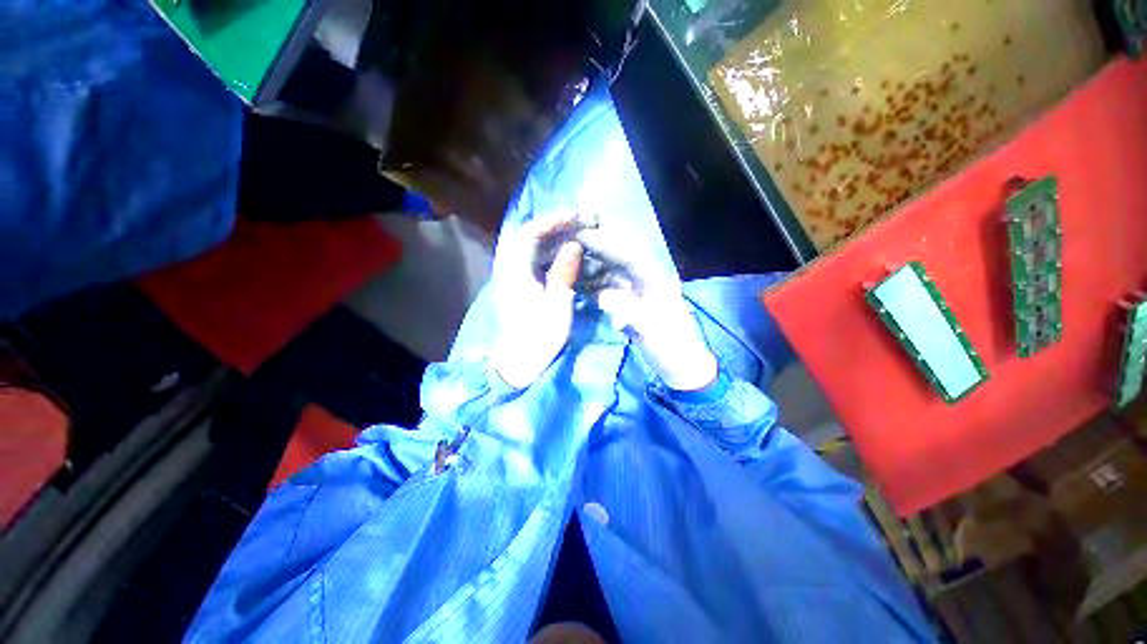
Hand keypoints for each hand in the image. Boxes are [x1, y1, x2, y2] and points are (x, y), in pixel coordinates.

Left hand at [489, 215, 584, 388]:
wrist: (518, 364)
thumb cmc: (539, 338)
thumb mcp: (557, 306)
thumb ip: (564, 273)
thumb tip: (574, 245)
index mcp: (516, 272)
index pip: (530, 234)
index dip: (553, 221)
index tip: (577, 217)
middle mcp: (511, 270)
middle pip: (532, 239)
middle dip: (558, 228)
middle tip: (583, 224)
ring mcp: (514, 279)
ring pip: (535, 250)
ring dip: (557, 241)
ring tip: (580, 237)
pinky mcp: (520, 288)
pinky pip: (536, 263)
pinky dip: (553, 256)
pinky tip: (569, 257)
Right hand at [579, 229, 718, 391]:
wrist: (680, 366)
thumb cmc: (671, 347)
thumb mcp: (653, 329)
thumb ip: (629, 310)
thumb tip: (602, 297)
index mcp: (655, 279)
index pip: (628, 255)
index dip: (604, 243)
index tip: (579, 236)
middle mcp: (644, 279)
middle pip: (617, 257)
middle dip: (594, 248)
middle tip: (566, 243)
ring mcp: (636, 291)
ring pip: (610, 270)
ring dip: (590, 265)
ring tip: (566, 263)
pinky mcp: (629, 303)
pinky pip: (607, 287)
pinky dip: (592, 284)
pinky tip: (576, 284)